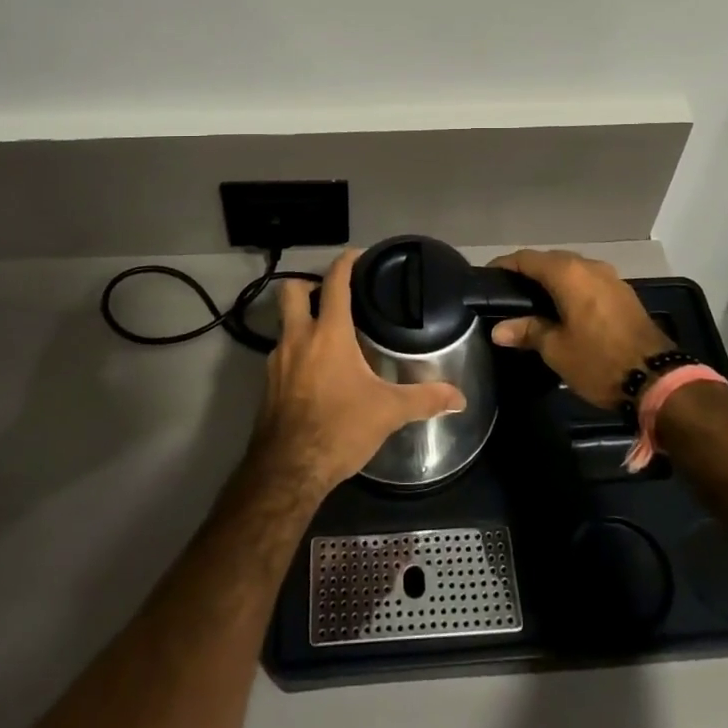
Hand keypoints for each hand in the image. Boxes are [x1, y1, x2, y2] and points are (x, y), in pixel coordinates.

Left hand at [257, 249, 465, 496]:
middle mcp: (297, 338)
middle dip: (308, 284)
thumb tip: (460, 398)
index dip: (346, 262)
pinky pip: (282, 354)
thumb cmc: (339, 429)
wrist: (288, 472)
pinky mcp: (267, 385)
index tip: (358, 255)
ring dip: (302, 321)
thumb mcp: (388, 412)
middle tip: (333, 295)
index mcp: (328, 333)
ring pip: (284, 324)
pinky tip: (316, 373)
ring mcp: (276, 361)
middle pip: (292, 290)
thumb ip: (424, 399)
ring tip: (329, 335)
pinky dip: (297, 352)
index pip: (334, 282)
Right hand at [488, 250, 672, 408]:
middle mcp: (589, 266)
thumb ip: (527, 331)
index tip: (487, 278)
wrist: (658, 379)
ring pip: (571, 270)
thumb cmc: (599, 361)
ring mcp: (610, 278)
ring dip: (551, 281)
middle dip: (527, 272)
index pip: (526, 258)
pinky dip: (571, 289)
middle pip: (550, 260)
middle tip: (507, 293)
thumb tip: (499, 330)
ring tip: (531, 303)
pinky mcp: (623, 293)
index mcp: (568, 273)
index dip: (504, 265)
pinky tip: (562, 310)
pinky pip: (588, 282)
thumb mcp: (556, 350)